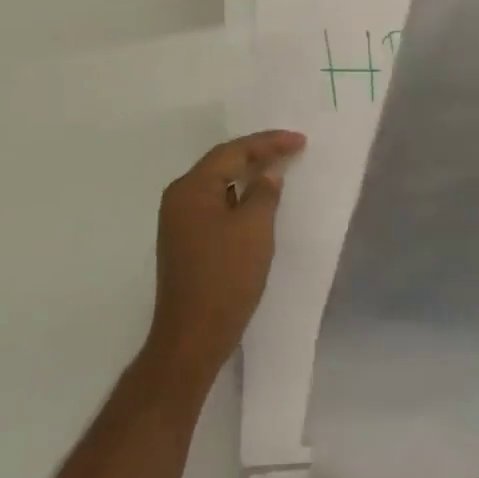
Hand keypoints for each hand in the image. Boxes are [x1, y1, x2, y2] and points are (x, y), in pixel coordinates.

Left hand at [145, 130, 305, 386]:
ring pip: (218, 185)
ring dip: (247, 175)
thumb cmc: (225, 277)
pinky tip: (257, 202)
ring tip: (278, 169)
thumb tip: (267, 175)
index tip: (300, 141)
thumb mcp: (254, 229)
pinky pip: (215, 205)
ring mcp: (179, 222)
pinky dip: (238, 197)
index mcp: (191, 188)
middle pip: (222, 163)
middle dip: (257, 154)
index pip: (233, 152)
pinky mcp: (185, 242)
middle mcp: (179, 198)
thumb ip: (263, 193)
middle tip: (291, 148)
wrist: (192, 337)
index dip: (268, 143)